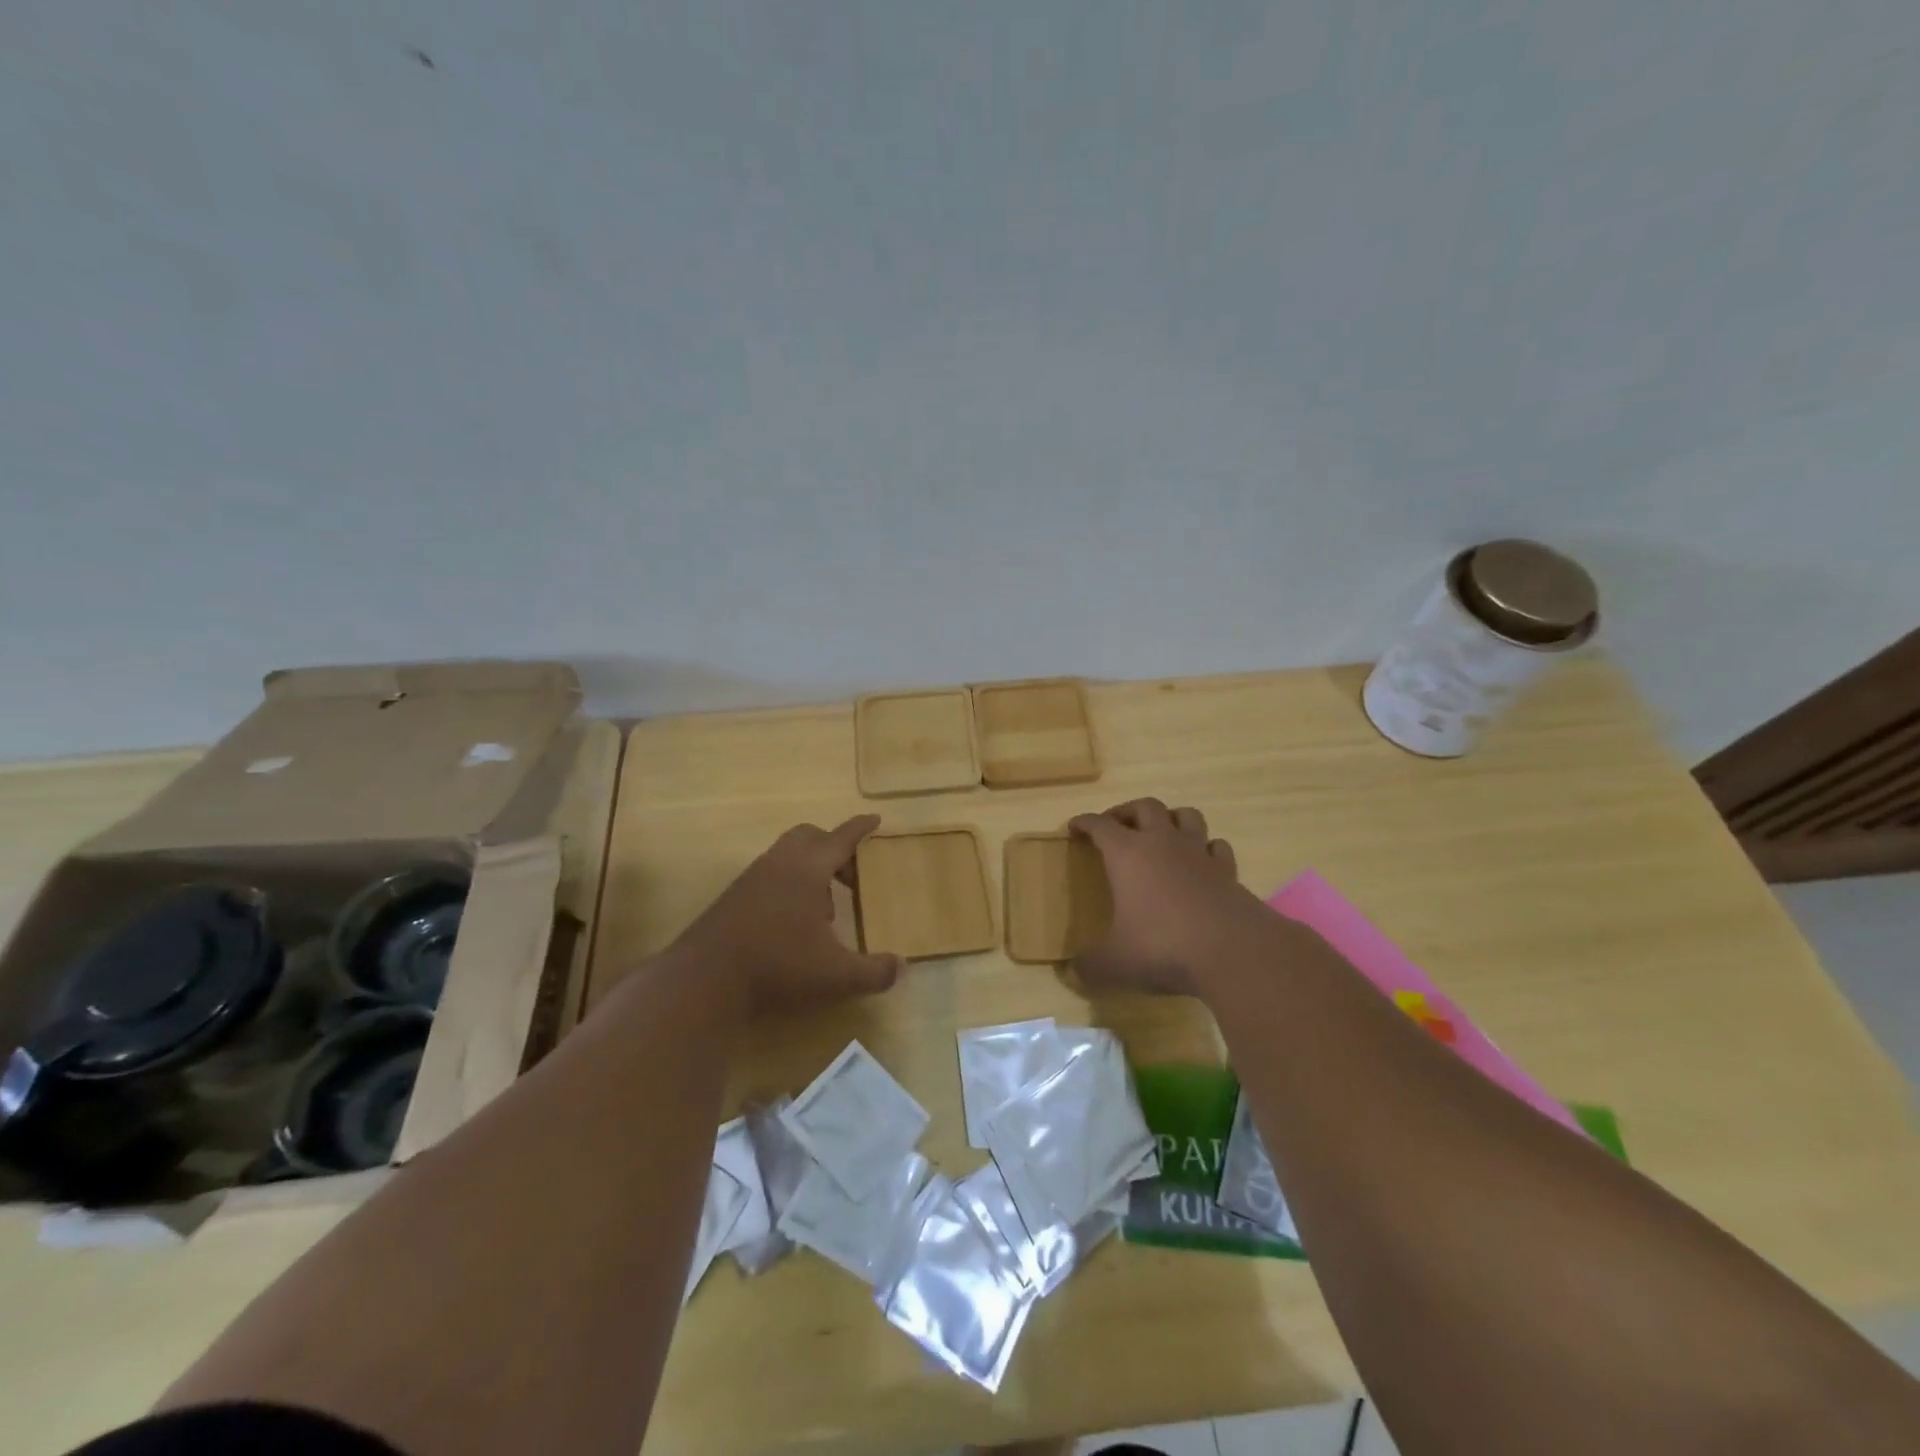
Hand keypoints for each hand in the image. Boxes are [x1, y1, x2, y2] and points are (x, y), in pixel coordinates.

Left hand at [665, 815, 900, 1017]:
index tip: (875, 819)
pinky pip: (769, 875)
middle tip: (851, 876)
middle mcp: (779, 863)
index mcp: (808, 869)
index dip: (861, 828)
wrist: (704, 981)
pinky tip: (792, 924)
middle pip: (810, 836)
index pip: (841, 837)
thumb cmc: (777, 966)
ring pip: (787, 856)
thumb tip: (902, 966)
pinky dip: (788, 885)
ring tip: (824, 910)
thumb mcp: (835, 975)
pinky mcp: (733, 897)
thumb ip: (874, 971)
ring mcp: (752, 878)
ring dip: (810, 870)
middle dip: (834, 848)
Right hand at [1070, 798, 1264, 996]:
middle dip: (1127, 811)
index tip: (1074, 826)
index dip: (1085, 823)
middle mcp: (1163, 843)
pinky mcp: (1229, 872)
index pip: (1100, 825)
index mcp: (1128, 854)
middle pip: (1145, 807)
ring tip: (1160, 834)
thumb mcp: (1115, 964)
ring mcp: (1199, 854)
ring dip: (1170, 818)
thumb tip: (1073, 971)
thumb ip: (1090, 966)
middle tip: (1116, 826)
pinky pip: (1216, 846)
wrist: (1234, 952)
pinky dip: (1206, 848)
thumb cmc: (1163, 947)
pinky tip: (1201, 861)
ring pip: (1186, 816)